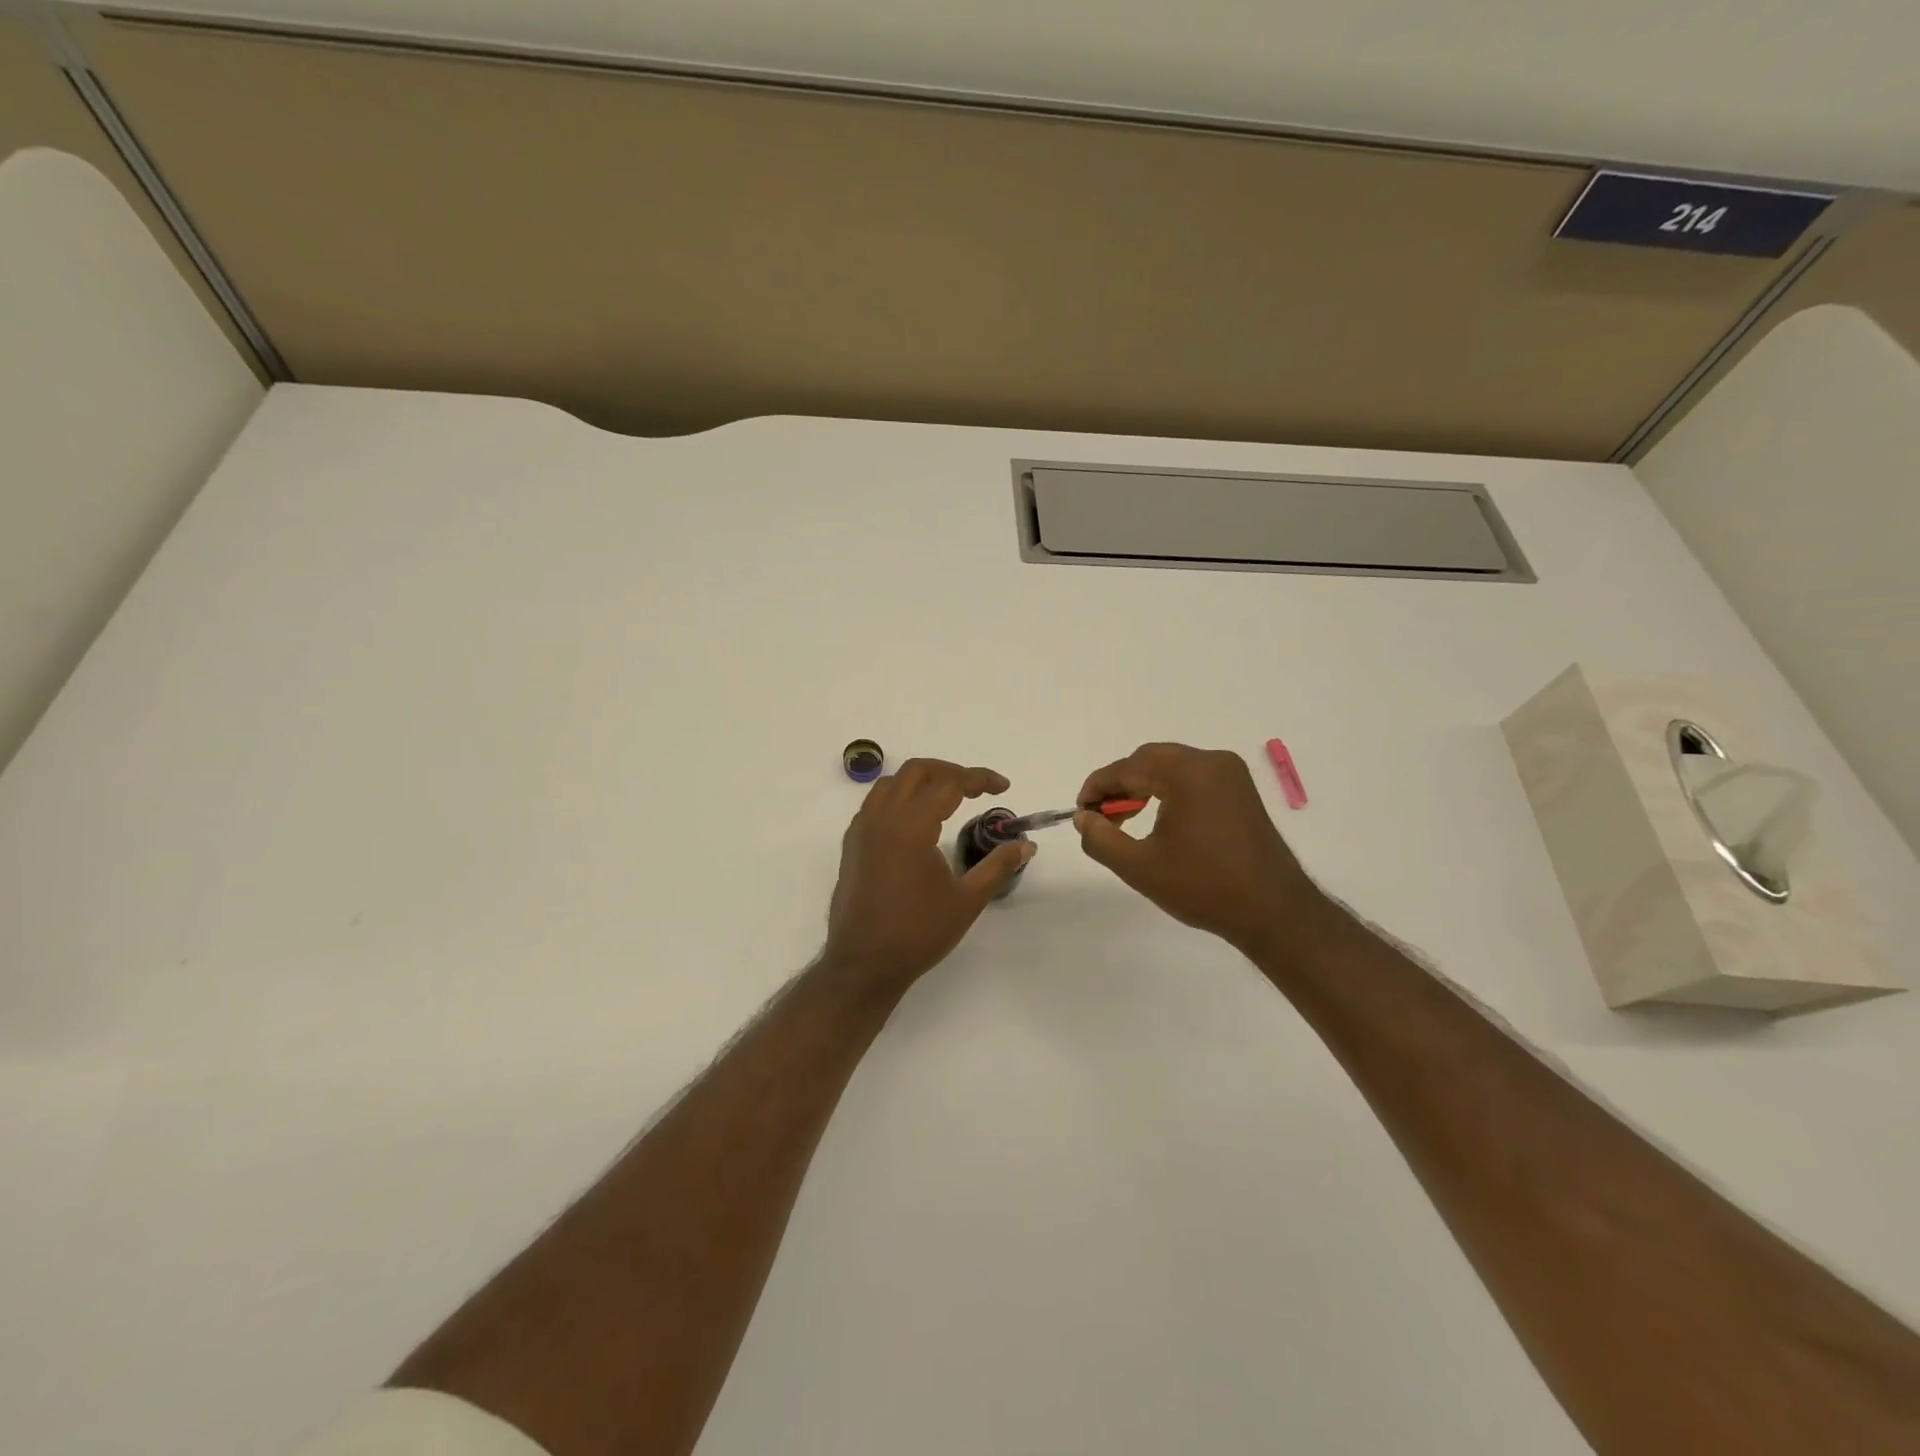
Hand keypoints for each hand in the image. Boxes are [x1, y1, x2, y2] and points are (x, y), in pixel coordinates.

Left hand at [823, 758, 1033, 996]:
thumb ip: (998, 866)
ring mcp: (862, 829)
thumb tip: (1026, 844)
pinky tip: (916, 821)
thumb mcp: (967, 900)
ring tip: (948, 797)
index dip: (979, 779)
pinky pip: (875, 803)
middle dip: (950, 771)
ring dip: (922, 780)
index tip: (1002, 787)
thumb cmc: (918, 932)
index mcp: (911, 826)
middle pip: (917, 771)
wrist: (864, 964)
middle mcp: (882, 818)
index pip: (949, 783)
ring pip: (891, 783)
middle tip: (977, 788)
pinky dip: (899, 797)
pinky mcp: (852, 844)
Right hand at [1074, 743, 1329, 951]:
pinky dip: (1168, 790)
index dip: (1097, 787)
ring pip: (1171, 766)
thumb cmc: (1203, 887)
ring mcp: (1230, 774)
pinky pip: (1193, 777)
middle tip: (1101, 817)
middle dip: (1120, 784)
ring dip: (1143, 786)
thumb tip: (1083, 818)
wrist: (1274, 912)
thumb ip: (1101, 838)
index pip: (1128, 767)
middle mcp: (1211, 761)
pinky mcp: (1241, 790)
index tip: (1080, 812)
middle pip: (1150, 759)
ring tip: (1125, 820)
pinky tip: (1158, 818)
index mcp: (1187, 772)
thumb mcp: (1140, 867)